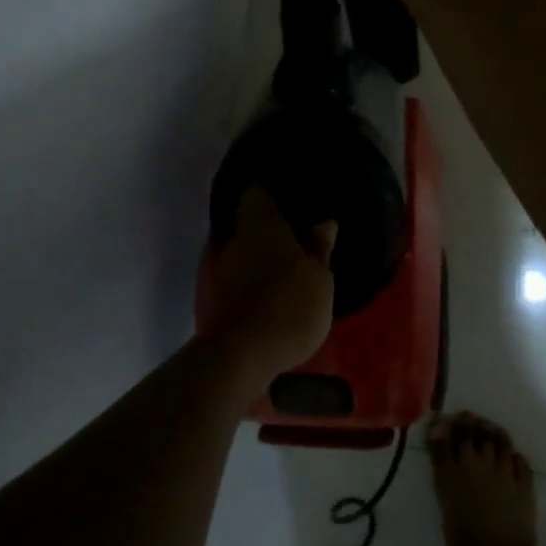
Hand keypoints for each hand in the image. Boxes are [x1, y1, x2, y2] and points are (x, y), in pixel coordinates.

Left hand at [200, 186, 336, 390]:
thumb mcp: (319, 277)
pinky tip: (273, 290)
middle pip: (250, 222)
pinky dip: (254, 279)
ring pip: (245, 250)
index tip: (289, 199)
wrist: (246, 352)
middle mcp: (237, 238)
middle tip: (296, 235)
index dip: (271, 194)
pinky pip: (241, 276)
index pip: (257, 193)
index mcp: (261, 223)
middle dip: (270, 228)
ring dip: (262, 255)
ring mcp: (223, 268)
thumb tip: (325, 222)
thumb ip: (320, 248)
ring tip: (288, 265)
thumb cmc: (292, 302)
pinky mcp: (220, 297)